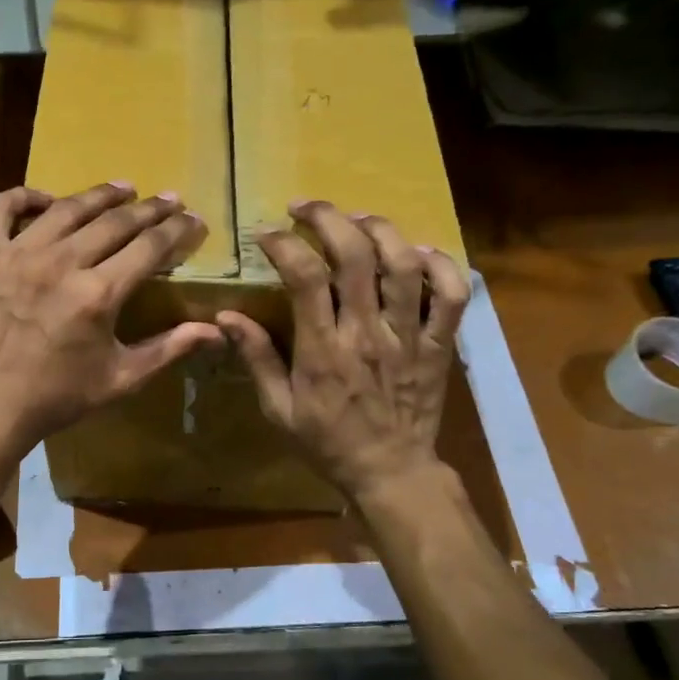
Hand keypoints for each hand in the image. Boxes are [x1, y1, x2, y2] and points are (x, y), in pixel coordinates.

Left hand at [0, 182, 223, 457]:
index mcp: (98, 294)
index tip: (195, 220)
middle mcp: (61, 263)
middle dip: (149, 209)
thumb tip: (217, 331)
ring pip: (67, 208)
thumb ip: (169, 349)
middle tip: (169, 200)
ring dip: (100, 195)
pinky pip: (3, 207)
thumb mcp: (120, 379)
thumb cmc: (57, 397)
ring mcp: (17, 254)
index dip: (177, 230)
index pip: (149, 247)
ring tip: (123, 189)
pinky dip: (26, 197)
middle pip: (114, 221)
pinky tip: (48, 201)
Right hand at [217, 201, 469, 502]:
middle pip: (354, 255)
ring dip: (379, 229)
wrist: (390, 472)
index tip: (266, 234)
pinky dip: (441, 264)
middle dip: (328, 218)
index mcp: (323, 350)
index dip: (284, 244)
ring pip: (403, 264)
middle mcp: (367, 333)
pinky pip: (452, 295)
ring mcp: (409, 336)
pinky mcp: (439, 344)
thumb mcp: (279, 410)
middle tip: (305, 207)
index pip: (305, 277)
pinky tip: (417, 252)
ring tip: (357, 220)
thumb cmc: (327, 443)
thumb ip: (257, 359)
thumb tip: (226, 317)